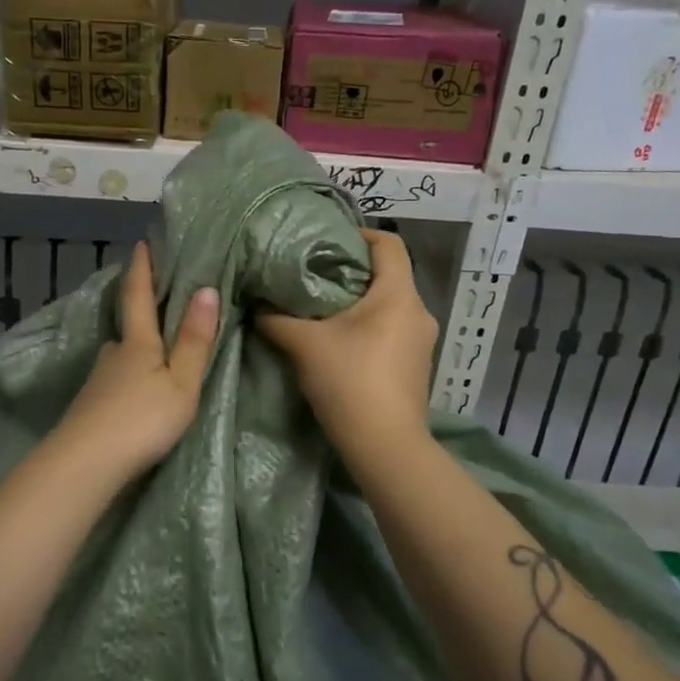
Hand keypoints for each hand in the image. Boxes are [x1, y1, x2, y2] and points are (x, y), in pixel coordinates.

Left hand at [53, 242, 219, 482]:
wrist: (85, 464)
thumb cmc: (141, 419)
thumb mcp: (181, 383)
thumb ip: (194, 341)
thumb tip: (206, 288)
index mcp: (138, 342)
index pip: (137, 294)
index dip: (141, 267)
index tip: (141, 242)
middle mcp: (113, 353)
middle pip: (128, 325)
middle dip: (140, 309)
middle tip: (159, 299)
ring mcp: (98, 380)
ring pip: (121, 354)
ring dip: (136, 346)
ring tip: (156, 349)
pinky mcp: (91, 405)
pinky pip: (116, 377)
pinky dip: (129, 373)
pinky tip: (137, 387)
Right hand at [256, 229, 435, 454]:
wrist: (385, 447)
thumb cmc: (349, 381)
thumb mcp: (303, 344)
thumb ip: (276, 318)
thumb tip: (256, 303)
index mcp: (398, 294)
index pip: (389, 243)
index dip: (359, 234)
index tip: (326, 242)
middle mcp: (419, 311)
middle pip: (388, 274)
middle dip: (351, 271)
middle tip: (312, 275)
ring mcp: (422, 340)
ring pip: (389, 304)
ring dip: (358, 302)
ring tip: (321, 309)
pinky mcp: (416, 365)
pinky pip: (392, 329)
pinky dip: (368, 325)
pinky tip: (340, 341)